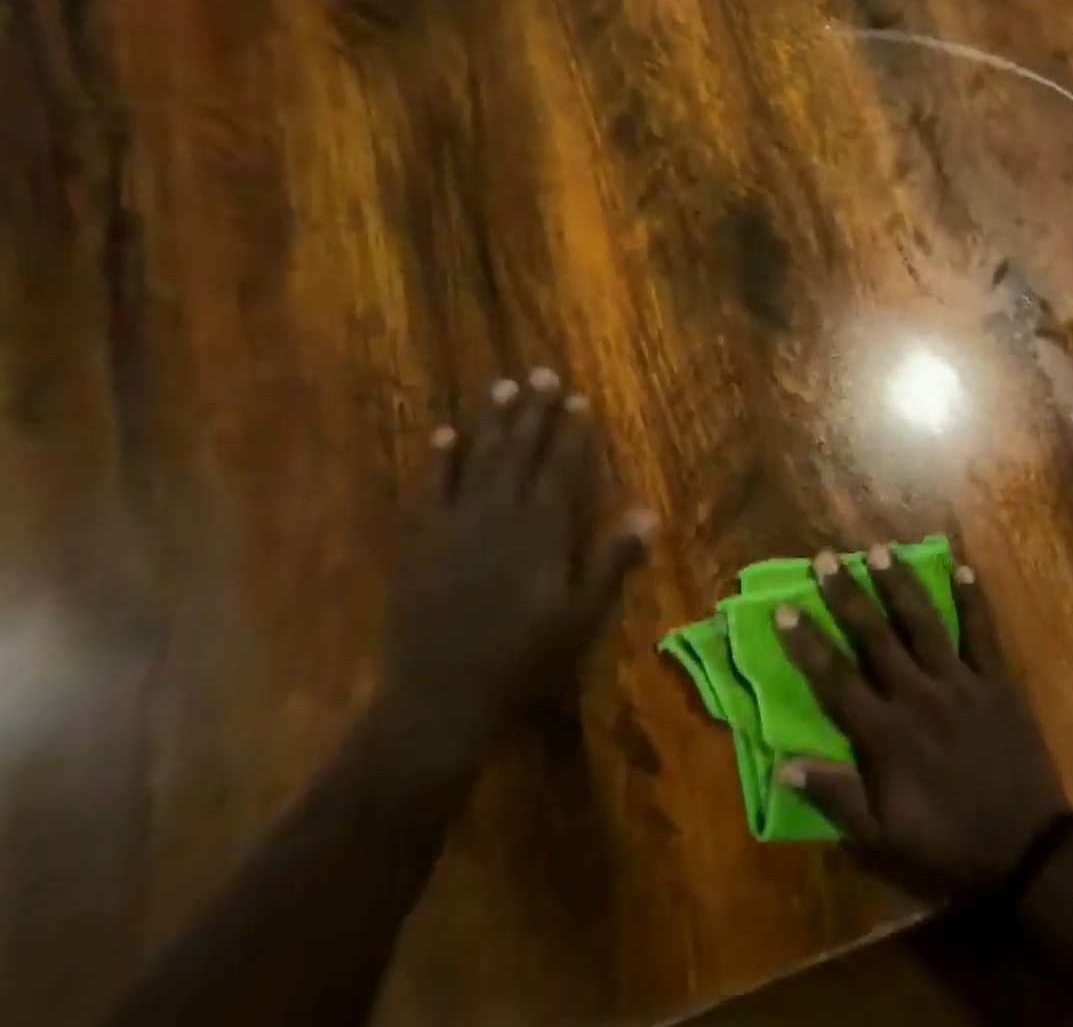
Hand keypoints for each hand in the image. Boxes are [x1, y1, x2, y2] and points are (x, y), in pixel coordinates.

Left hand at [382, 368, 654, 761]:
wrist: (441, 700)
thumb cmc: (524, 659)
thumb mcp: (582, 617)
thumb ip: (613, 562)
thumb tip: (649, 514)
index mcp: (542, 531)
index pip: (560, 468)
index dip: (571, 432)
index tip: (578, 398)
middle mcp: (500, 514)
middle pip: (520, 451)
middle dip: (534, 411)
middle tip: (541, 373)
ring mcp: (457, 524)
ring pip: (479, 459)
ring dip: (492, 421)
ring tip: (502, 386)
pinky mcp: (423, 542)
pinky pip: (432, 489)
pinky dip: (439, 460)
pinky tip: (444, 434)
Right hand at [774, 545, 1072, 899]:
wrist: (1027, 855)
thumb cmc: (947, 845)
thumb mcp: (882, 837)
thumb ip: (835, 795)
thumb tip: (782, 765)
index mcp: (886, 732)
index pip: (835, 678)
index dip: (807, 643)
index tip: (784, 608)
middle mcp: (918, 694)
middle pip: (875, 636)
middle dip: (847, 594)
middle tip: (826, 557)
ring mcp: (960, 682)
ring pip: (923, 623)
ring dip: (899, 584)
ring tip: (880, 549)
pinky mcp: (996, 681)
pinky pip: (983, 633)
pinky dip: (973, 600)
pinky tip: (962, 568)